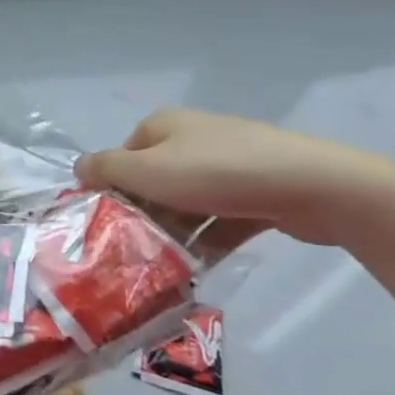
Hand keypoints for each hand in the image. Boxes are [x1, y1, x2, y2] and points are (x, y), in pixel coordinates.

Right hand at [74, 108, 394, 247]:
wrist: (315, 186)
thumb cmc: (217, 173)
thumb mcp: (147, 170)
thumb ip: (105, 169)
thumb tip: (79, 168)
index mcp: (164, 126)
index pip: (122, 157)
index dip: (112, 189)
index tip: (108, 224)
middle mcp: (193, 138)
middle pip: (153, 181)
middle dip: (143, 215)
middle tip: (133, 250)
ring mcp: (229, 165)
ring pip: (187, 203)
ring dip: (175, 233)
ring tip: (162, 266)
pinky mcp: (257, 193)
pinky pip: (219, 218)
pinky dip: (207, 240)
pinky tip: (196, 268)